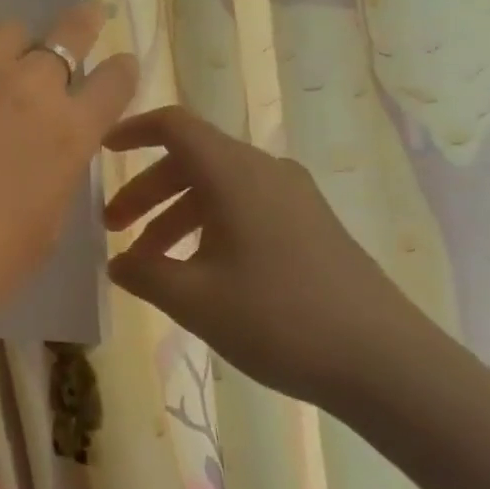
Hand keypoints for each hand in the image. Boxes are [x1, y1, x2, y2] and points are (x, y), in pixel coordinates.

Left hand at [0, 1, 137, 367]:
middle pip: (70, 32)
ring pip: (7, 31)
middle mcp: (28, 87)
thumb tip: (44, 155)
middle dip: (82, 24)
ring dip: (11, 48)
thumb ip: (52, 179)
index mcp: (68, 133)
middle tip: (85, 16)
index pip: (115, 82)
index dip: (121, 71)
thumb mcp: (40, 234)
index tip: (119, 66)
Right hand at [101, 106, 434, 404]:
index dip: (134, 131)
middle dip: (146, 190)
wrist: (386, 362)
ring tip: (150, 262)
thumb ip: (144, 273)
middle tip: (114, 227)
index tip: (103, 151)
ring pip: (218, 187)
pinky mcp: (311, 224)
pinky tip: (199, 272)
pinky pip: (245, 207)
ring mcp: (293, 197)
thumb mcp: (194, 299)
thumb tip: (117, 262)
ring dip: (175, 214)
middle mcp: (264, 172)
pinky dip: (209, 226)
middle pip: (191, 160)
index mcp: (234, 174)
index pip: (175, 126)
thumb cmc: (279, 319)